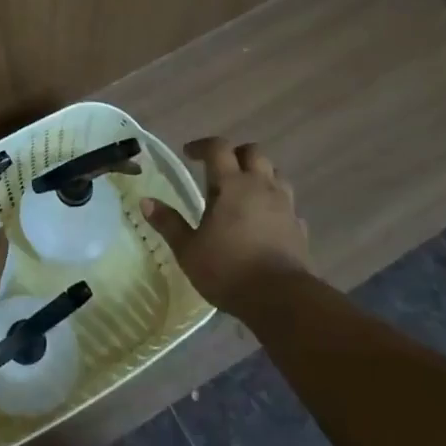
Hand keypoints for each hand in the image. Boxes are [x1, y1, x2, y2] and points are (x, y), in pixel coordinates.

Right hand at [141, 137, 307, 313]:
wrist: (281, 299)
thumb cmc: (228, 269)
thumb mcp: (188, 249)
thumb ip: (168, 223)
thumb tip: (145, 201)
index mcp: (232, 185)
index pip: (218, 148)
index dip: (202, 146)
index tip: (188, 154)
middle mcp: (261, 187)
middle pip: (254, 153)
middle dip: (236, 154)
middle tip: (220, 169)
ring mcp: (285, 206)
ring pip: (276, 175)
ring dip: (260, 175)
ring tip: (244, 192)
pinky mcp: (300, 228)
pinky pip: (288, 205)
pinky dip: (276, 205)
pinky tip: (266, 221)